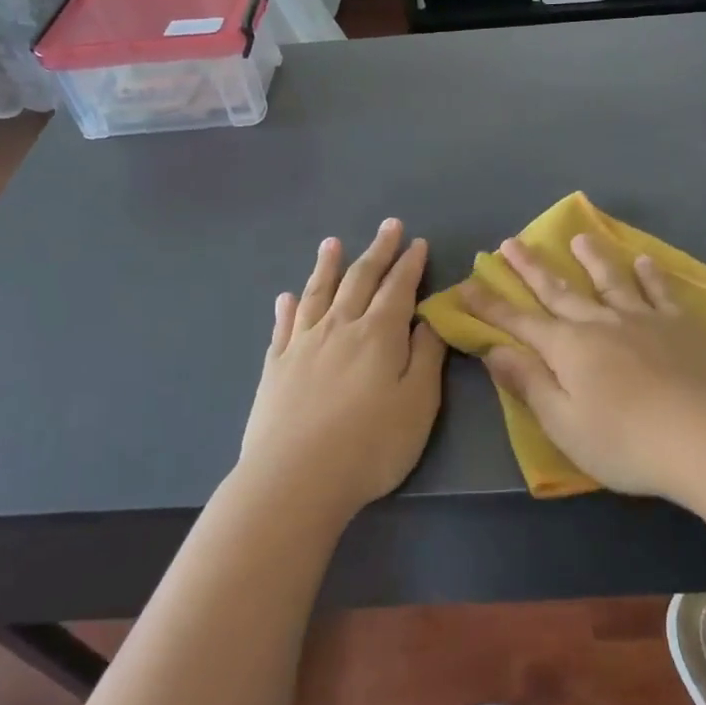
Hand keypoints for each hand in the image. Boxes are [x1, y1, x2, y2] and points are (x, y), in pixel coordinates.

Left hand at [238, 219, 446, 522]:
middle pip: (360, 279)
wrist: (295, 478)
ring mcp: (303, 344)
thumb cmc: (370, 445)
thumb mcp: (418, 404)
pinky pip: (283, 326)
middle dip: (377, 251)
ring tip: (332, 242)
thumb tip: (430, 319)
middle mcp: (340, 327)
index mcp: (379, 334)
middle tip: (388, 226)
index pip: (398, 288)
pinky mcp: (275, 367)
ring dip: (327, 266)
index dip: (410, 264)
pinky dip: (288, 307)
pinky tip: (287, 297)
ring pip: (318, 293)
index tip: (417, 242)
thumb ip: (426, 357)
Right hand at [461, 232, 705, 498]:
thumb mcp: (563, 423)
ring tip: (579, 238)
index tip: (467, 284)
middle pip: (558, 291)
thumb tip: (495, 350)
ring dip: (591, 258)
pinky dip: (649, 275)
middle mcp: (600, 323)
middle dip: (531, 268)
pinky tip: (644, 261)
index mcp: (568, 348)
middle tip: (511, 243)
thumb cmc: (625, 442)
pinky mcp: (681, 325)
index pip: (519, 322)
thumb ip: (529, 383)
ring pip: (610, 280)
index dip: (490, 305)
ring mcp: (643, 319)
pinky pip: (660, 292)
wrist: (705, 436)